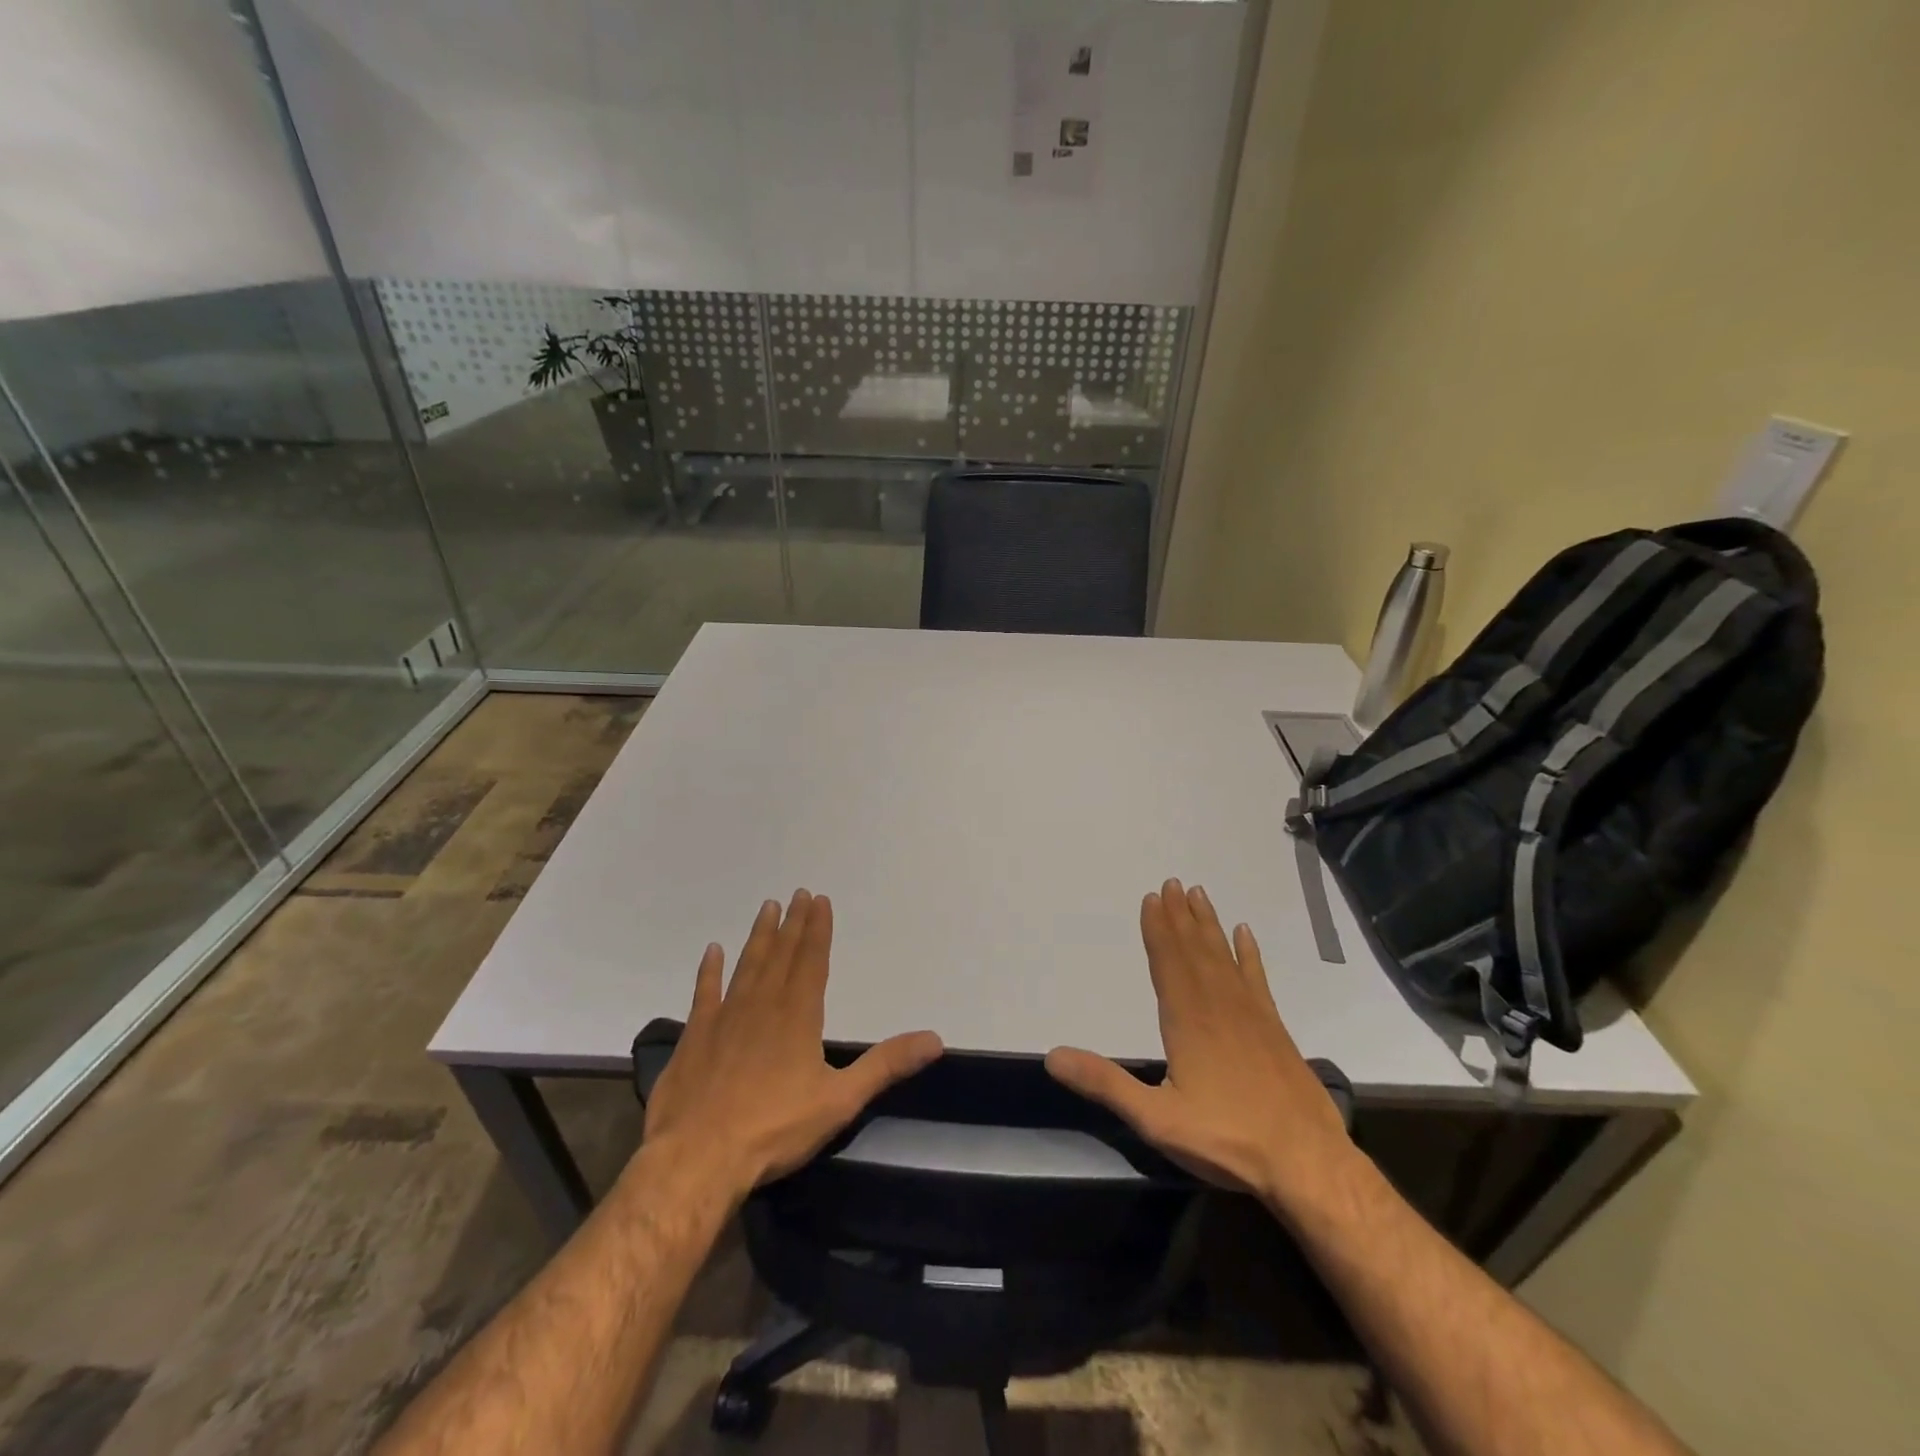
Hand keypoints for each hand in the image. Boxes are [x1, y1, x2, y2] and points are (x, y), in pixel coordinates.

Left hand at [642, 890, 943, 1200]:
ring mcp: (724, 1019)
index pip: (812, 961)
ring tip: (767, 907)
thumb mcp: (840, 1100)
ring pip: (746, 966)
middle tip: (798, 892)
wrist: (697, 1159)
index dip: (818, 929)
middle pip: (781, 955)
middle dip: (792, 923)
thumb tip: (935, 1040)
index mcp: (797, 1016)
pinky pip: (704, 994)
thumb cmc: (774, 1129)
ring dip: (759, 936)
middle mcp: (761, 1006)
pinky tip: (713, 951)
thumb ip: (885, 1066)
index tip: (820, 900)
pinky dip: (709, 971)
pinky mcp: (694, 1038)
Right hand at [1045, 879, 1353, 1211]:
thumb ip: (1105, 1084)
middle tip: (1172, 882)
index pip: (1168, 962)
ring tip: (1199, 895)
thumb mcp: (1155, 1119)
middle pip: (1194, 950)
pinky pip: (1257, 977)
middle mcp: (1218, 1005)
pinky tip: (1245, 934)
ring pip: (1223, 956)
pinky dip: (1249, 953)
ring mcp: (1251, 1014)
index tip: (1152, 898)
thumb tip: (1052, 1056)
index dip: (1158, 929)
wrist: (1307, 1162)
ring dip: (1208, 925)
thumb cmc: (1227, 1139)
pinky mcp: (1275, 1028)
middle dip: (1180, 916)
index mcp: (1187, 1020)